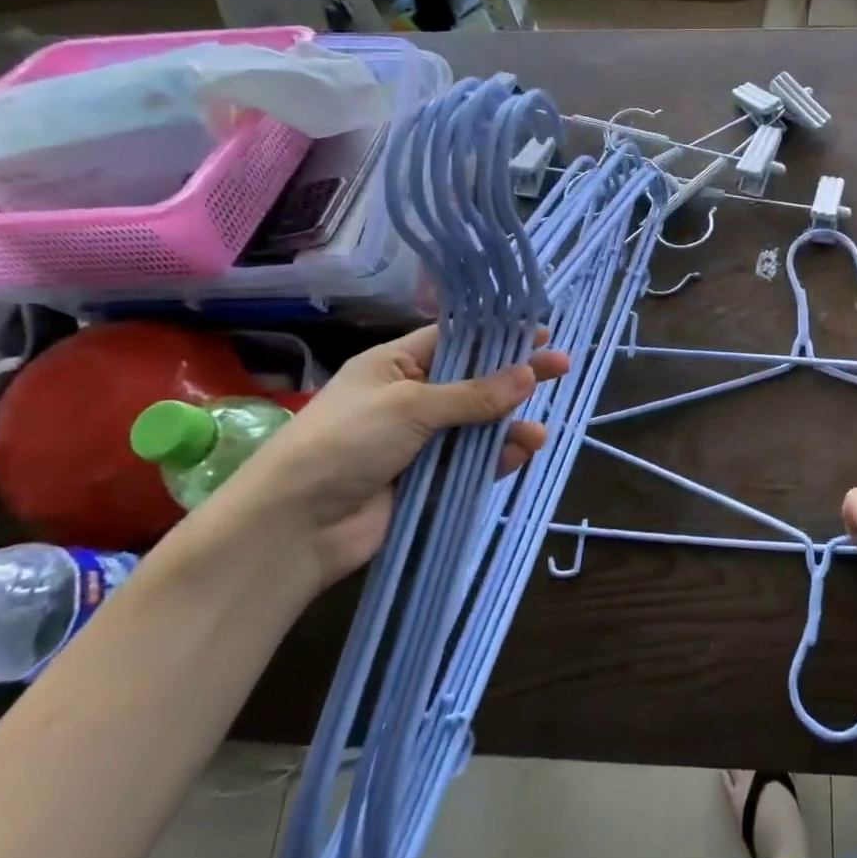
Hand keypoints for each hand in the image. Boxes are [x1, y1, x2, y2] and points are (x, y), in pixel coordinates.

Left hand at [228, 325, 568, 590]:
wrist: (295, 527)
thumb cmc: (345, 442)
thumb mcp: (410, 405)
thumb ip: (473, 394)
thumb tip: (528, 375)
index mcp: (395, 365)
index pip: (455, 339)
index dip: (496, 334)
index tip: (538, 331)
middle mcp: (410, 398)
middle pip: (474, 381)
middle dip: (515, 376)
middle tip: (561, 367)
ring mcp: (420, 441)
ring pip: (478, 425)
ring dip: (509, 425)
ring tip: (540, 432)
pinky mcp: (427, 480)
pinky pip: (472, 462)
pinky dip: (497, 458)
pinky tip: (522, 454)